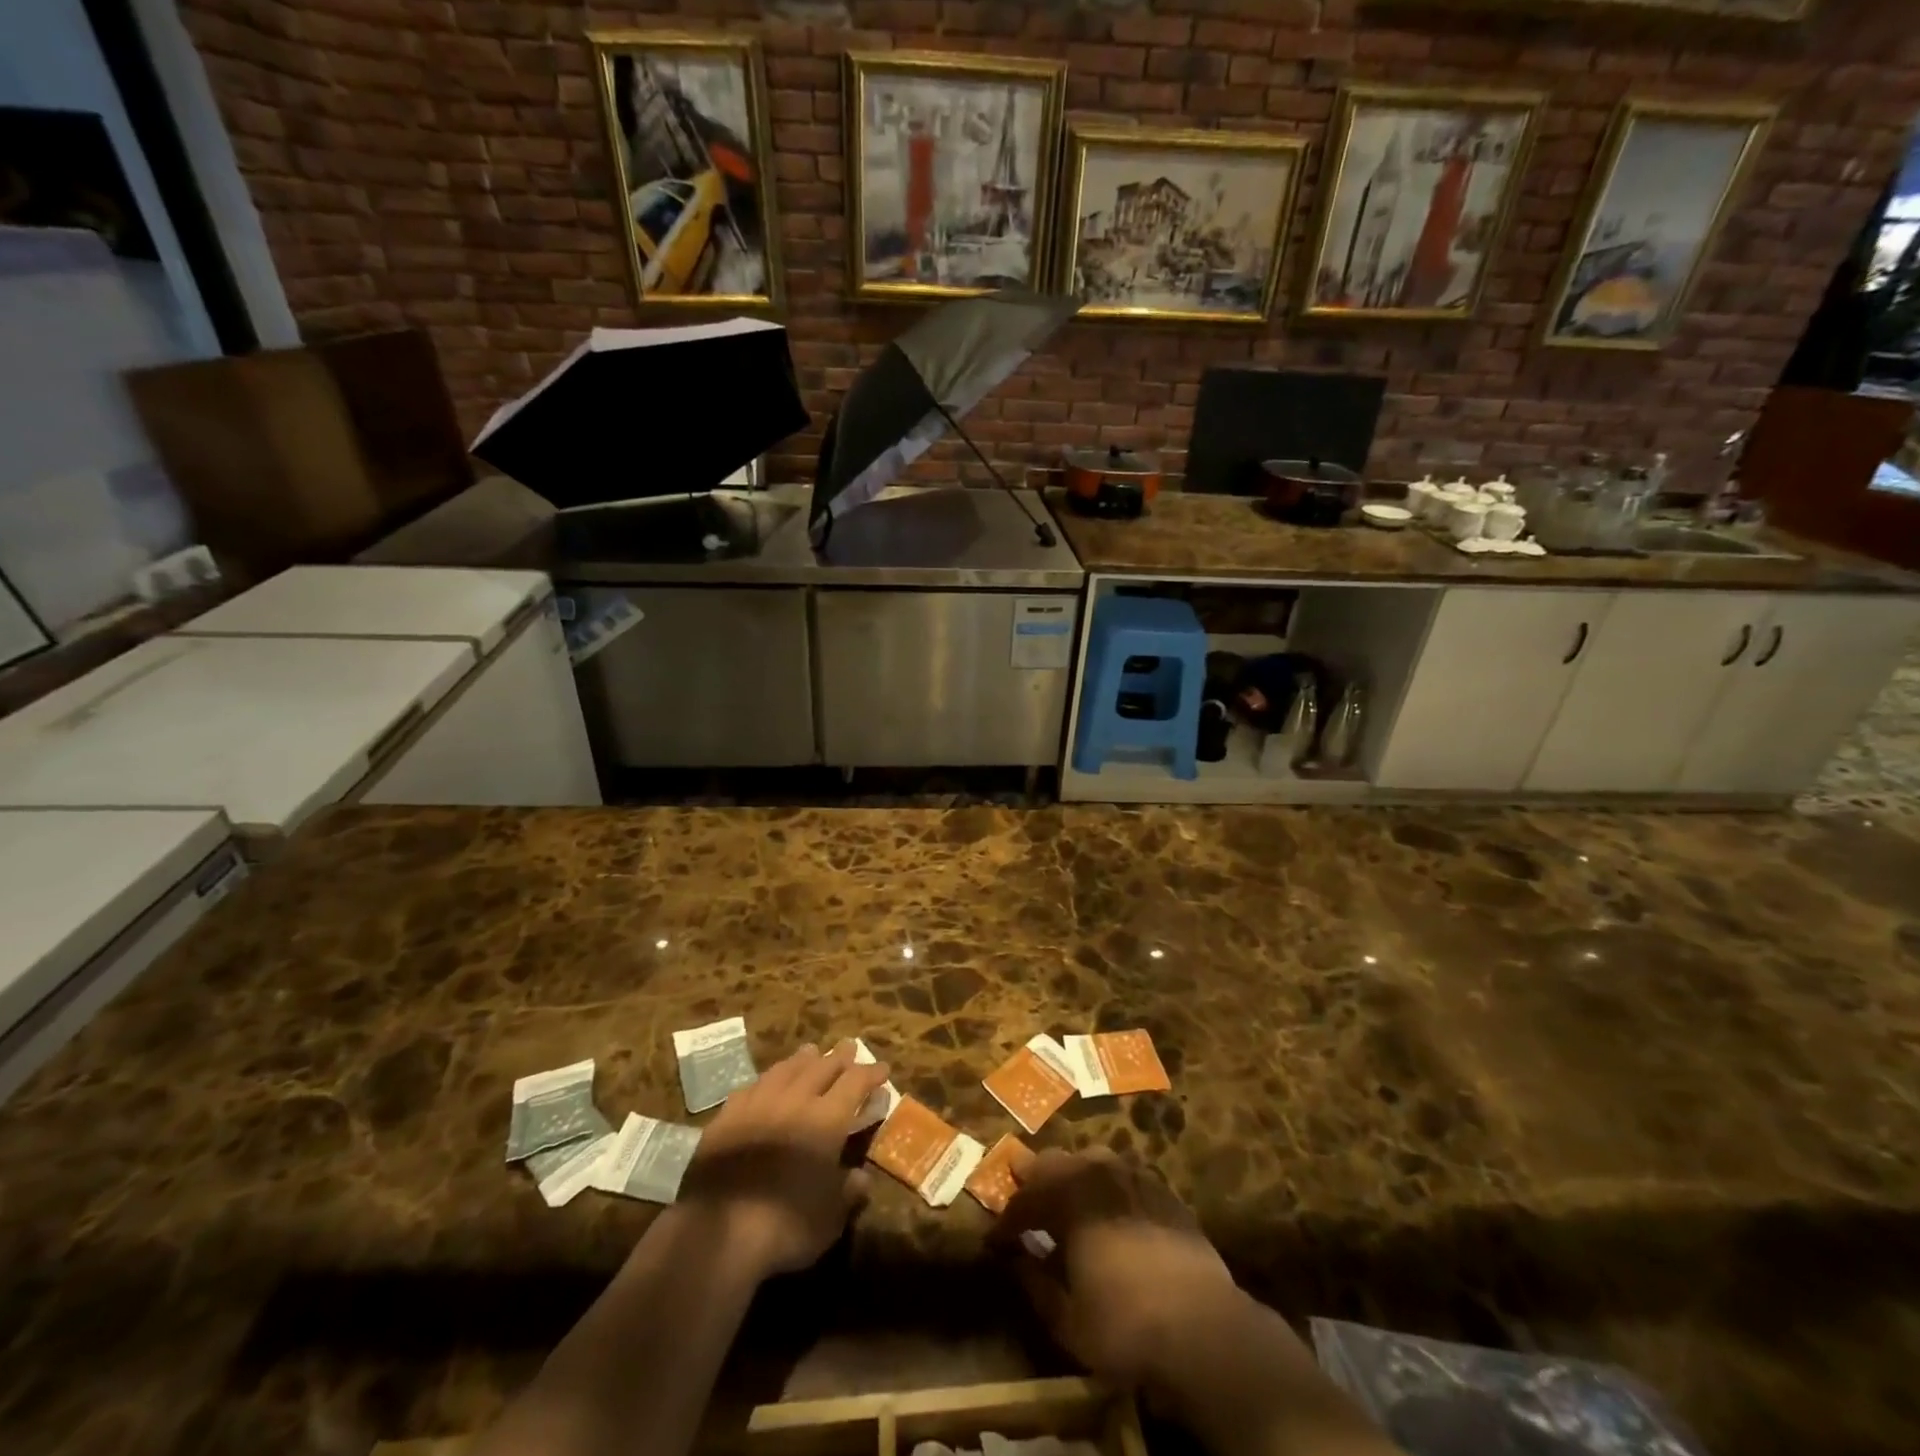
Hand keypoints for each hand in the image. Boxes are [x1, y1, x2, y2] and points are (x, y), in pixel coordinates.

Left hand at [677, 1040, 888, 1282]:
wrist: (715, 1233)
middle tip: (849, 1047)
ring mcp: (757, 1104)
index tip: (882, 1068)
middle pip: (821, 1067)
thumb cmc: (783, 1227)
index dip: (870, 1073)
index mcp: (826, 1120)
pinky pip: (752, 1087)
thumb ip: (847, 1194)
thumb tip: (862, 1179)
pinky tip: (766, 1082)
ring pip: (785, 1069)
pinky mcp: (726, 1117)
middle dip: (838, 1056)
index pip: (855, 1083)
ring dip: (802, 1059)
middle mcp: (794, 1101)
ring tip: (811, 1051)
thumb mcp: (829, 1220)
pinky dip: (767, 1080)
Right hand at [994, 1151, 1244, 1389]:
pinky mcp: (1164, 1190)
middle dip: (1036, 1185)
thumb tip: (1016, 1260)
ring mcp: (1135, 1175)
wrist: (1205, 1329)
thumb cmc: (1126, 1326)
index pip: (1024, 1200)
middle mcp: (1098, 1172)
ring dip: (1073, 1180)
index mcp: (1068, 1197)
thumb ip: (1035, 1284)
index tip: (994, 1242)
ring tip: (1068, 1207)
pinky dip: (1108, 1191)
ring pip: (1092, 1160)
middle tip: (1028, 1212)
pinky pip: (1124, 1177)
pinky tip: (1111, 1215)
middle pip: (1055, 1163)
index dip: (1006, 1222)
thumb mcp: (1067, 1320)